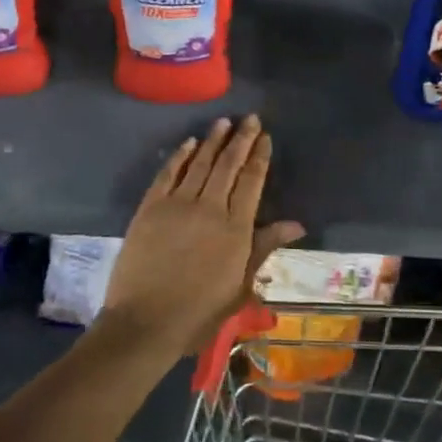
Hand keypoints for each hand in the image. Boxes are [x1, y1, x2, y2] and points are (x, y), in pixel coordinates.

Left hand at [102, 115, 304, 358]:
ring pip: (201, 163)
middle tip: (250, 118)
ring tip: (224, 121)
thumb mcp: (241, 285)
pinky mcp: (151, 208)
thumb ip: (264, 247)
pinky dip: (181, 156)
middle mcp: (210, 207)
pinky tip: (190, 143)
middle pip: (229, 165)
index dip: (259, 156)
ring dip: (214, 140)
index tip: (265, 137)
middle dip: (241, 139)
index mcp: (236, 228)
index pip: (252, 181)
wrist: (145, 323)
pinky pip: (169, 173)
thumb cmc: (199, 312)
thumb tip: (296, 224)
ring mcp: (178, 204)